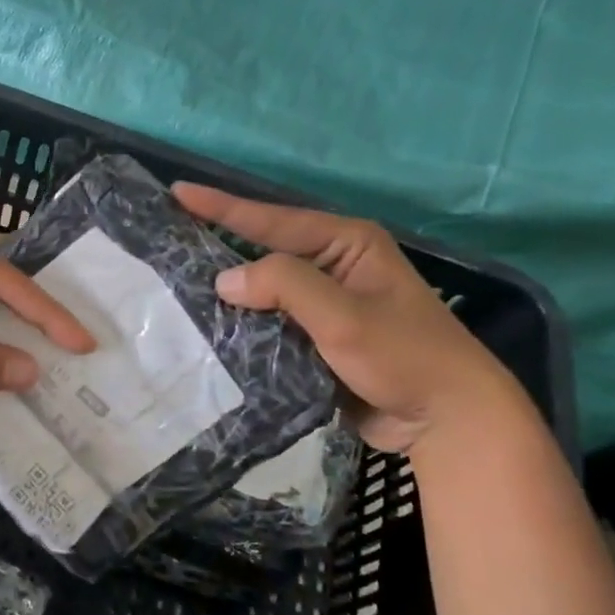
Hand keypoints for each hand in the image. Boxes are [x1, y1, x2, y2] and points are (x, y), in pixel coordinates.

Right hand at [173, 183, 516, 452]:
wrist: (446, 420)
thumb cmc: (404, 356)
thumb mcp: (344, 316)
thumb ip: (285, 286)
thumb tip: (224, 280)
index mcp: (347, 243)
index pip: (273, 220)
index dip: (222, 207)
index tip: (177, 193)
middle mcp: (333, 266)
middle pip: (264, 250)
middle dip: (218, 245)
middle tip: (168, 237)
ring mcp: (324, 304)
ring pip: (264, 290)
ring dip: (227, 291)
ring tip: (174, 282)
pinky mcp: (316, 338)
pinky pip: (269, 323)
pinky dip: (243, 324)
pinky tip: (208, 327)